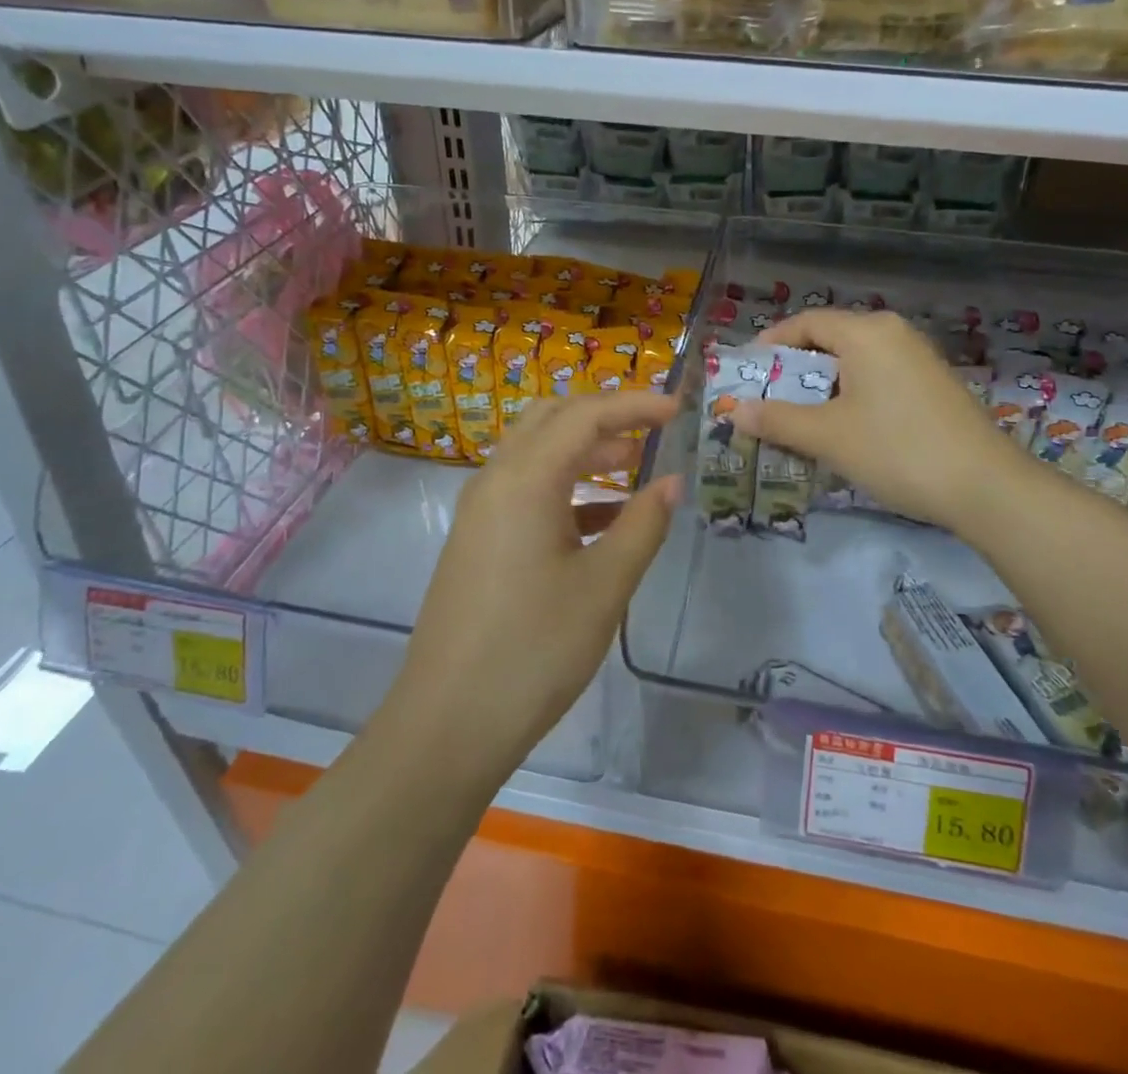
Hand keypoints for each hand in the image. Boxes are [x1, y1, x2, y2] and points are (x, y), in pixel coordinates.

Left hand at [391, 391, 680, 780]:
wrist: (448, 723)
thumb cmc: (535, 649)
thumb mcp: (604, 585)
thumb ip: (643, 524)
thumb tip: (672, 481)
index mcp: (525, 479)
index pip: (586, 414)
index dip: (636, 404)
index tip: (679, 407)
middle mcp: (495, 479)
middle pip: (552, 418)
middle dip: (605, 414)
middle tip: (652, 426)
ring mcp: (480, 510)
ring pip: (536, 452)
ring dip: (584, 448)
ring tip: (634, 462)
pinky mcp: (477, 539)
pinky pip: (525, 489)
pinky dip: (566, 486)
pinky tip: (602, 516)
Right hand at [731, 309, 1015, 533]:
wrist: (985, 486)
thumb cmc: (897, 450)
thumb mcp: (828, 436)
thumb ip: (778, 419)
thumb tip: (735, 410)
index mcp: (867, 333)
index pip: (807, 322)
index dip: (772, 344)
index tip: (748, 372)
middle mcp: (894, 333)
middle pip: (831, 339)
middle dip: (796, 370)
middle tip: (768, 400)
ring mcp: (918, 358)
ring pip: (856, 362)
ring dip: (823, 386)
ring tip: (800, 418)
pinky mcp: (934, 384)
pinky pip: (879, 377)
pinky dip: (852, 394)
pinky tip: (845, 428)